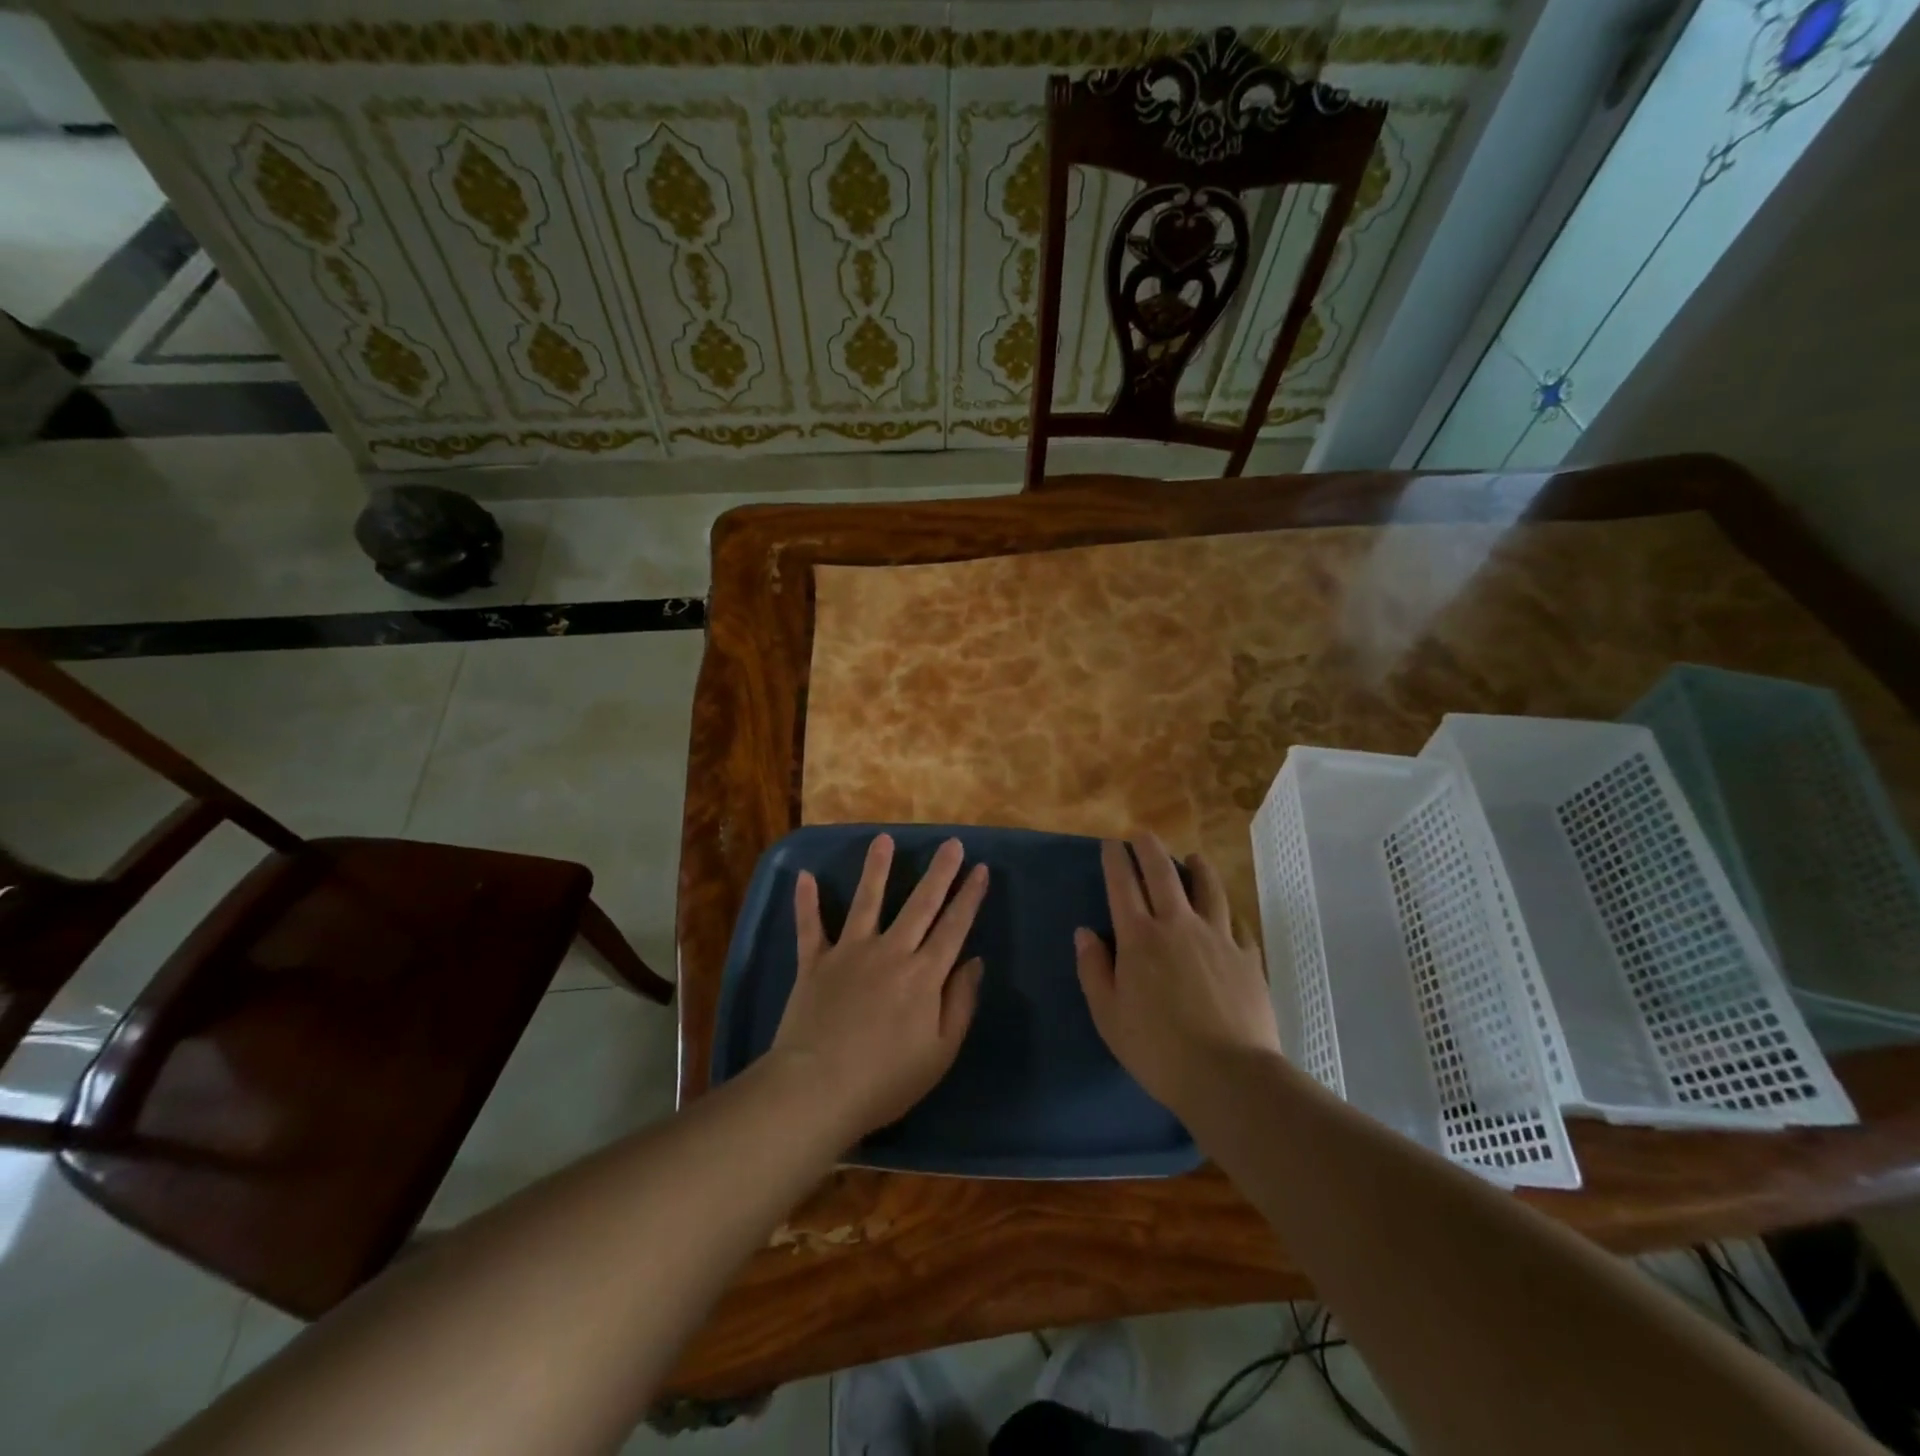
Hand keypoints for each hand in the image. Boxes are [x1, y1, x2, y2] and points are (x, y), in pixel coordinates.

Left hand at [769, 834, 987, 1141]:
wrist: (818, 1089)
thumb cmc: (886, 1080)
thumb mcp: (940, 1052)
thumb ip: (960, 1003)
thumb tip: (974, 961)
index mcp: (924, 975)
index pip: (954, 927)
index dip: (970, 897)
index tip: (981, 869)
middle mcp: (890, 952)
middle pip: (920, 904)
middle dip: (939, 872)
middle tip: (951, 843)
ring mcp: (850, 952)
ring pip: (867, 901)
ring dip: (876, 869)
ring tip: (883, 839)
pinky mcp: (815, 962)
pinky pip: (810, 927)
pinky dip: (806, 902)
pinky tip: (804, 876)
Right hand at [1075, 833, 1281, 1119]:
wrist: (1228, 1075)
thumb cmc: (1157, 1049)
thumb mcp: (1108, 1015)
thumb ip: (1093, 970)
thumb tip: (1085, 933)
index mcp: (1139, 938)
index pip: (1122, 886)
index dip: (1115, 860)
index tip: (1111, 843)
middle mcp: (1178, 925)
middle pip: (1163, 874)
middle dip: (1150, 849)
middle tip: (1143, 835)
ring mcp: (1217, 937)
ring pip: (1207, 888)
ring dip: (1197, 867)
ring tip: (1193, 857)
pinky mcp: (1247, 956)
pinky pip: (1237, 922)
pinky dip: (1228, 910)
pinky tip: (1227, 911)